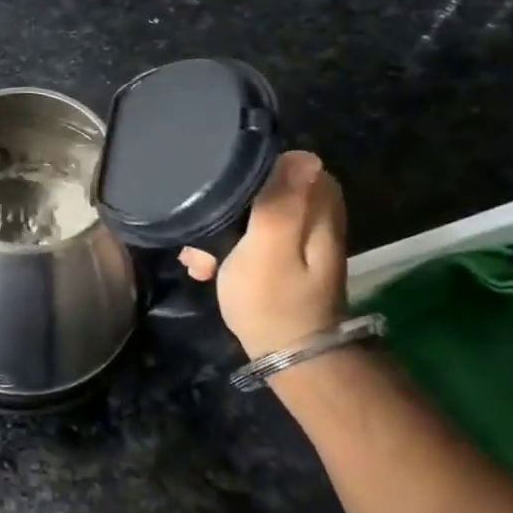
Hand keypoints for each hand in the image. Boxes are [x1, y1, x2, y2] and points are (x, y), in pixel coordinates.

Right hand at [178, 150, 347, 357]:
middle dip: (225, 202)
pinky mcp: (282, 258)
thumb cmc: (273, 300)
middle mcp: (314, 217)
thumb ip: (281, 203)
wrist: (288, 357)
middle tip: (199, 222)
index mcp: (316, 209)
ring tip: (196, 252)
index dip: (248, 168)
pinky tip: (205, 266)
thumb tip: (303, 154)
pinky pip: (248, 236)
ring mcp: (298, 239)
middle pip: (263, 187)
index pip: (286, 162)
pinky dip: (225, 247)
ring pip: (250, 212)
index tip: (217, 183)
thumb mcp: (269, 249)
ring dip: (218, 228)